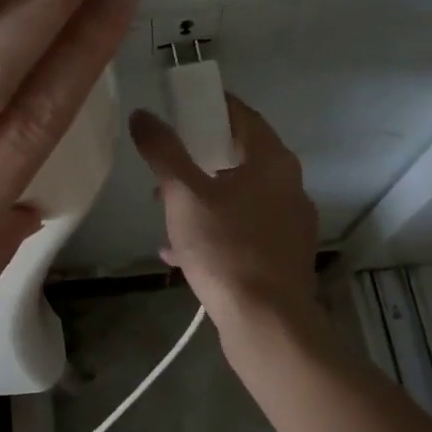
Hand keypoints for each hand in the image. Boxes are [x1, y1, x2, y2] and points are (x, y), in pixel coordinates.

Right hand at [129, 96, 319, 337]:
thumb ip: (162, 152)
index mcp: (272, 161)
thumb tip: (143, 114)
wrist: (266, 323)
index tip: (178, 108)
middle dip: (198, 159)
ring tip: (164, 210)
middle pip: (239, 156)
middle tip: (164, 164)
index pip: (241, 115)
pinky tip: (179, 251)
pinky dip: (213, 230)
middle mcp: (289, 186)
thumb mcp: (184, 195)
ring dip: (202, 197)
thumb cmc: (226, 248)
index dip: (209, 107)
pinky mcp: (282, 256)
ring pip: (239, 196)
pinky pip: (243, 230)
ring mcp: (289, 224)